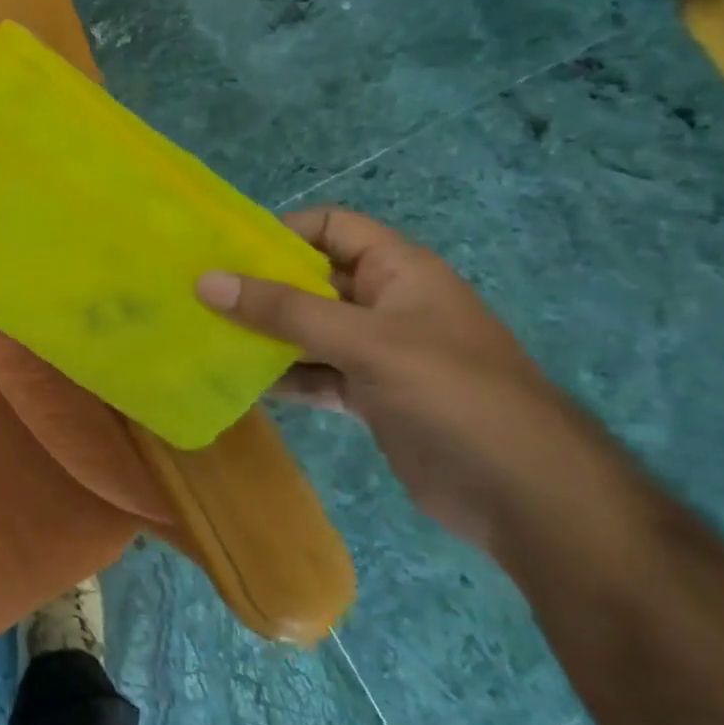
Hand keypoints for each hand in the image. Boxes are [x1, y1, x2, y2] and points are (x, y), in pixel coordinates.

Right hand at [197, 207, 593, 547]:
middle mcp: (385, 303)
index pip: (330, 227)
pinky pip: (313, 374)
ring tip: (202, 336)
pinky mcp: (370, 396)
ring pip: (306, 330)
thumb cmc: (453, 395)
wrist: (527, 497)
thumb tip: (205, 280)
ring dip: (261, 334)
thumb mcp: (365, 341)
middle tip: (195, 296)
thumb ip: (283, 311)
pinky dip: (279, 377)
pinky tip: (235, 383)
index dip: (279, 231)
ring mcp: (377, 353)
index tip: (222, 253)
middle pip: (310, 279)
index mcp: (398, 271)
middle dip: (256, 286)